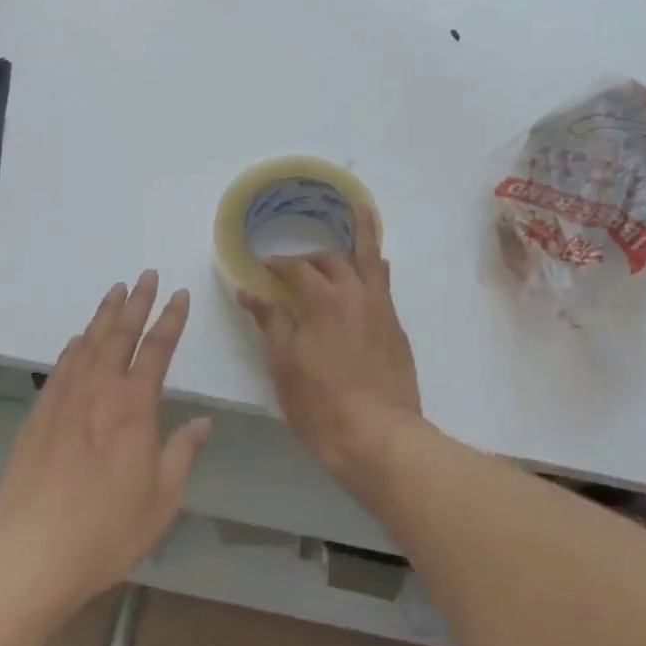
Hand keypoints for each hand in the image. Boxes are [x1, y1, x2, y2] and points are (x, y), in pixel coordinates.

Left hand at [0, 271, 210, 610]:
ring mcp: (64, 401)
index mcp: (134, 406)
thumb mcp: (162, 499)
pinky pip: (60, 368)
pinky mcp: (38, 417)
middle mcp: (99, 391)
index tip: (180, 294)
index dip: (171, 319)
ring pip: (88, 344)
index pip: (157, 348)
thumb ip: (183, 454)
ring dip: (104, 315)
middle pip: (121, 334)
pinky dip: (73, 347)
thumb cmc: (107, 530)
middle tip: (145, 275)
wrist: (30, 555)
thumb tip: (202, 422)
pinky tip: (78, 340)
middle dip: (137, 301)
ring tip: (115, 291)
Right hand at [238, 206, 422, 489]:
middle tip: (294, 264)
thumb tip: (249, 289)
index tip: (263, 267)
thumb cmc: (321, 403)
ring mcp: (381, 308)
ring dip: (362, 234)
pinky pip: (384, 283)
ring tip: (360, 209)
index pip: (296, 268)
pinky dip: (374, 266)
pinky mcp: (396, 327)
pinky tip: (373, 266)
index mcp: (324, 298)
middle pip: (332, 259)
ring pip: (370, 259)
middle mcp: (356, 292)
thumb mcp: (284, 363)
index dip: (277, 264)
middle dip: (310, 256)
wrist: (379, 436)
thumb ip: (270, 320)